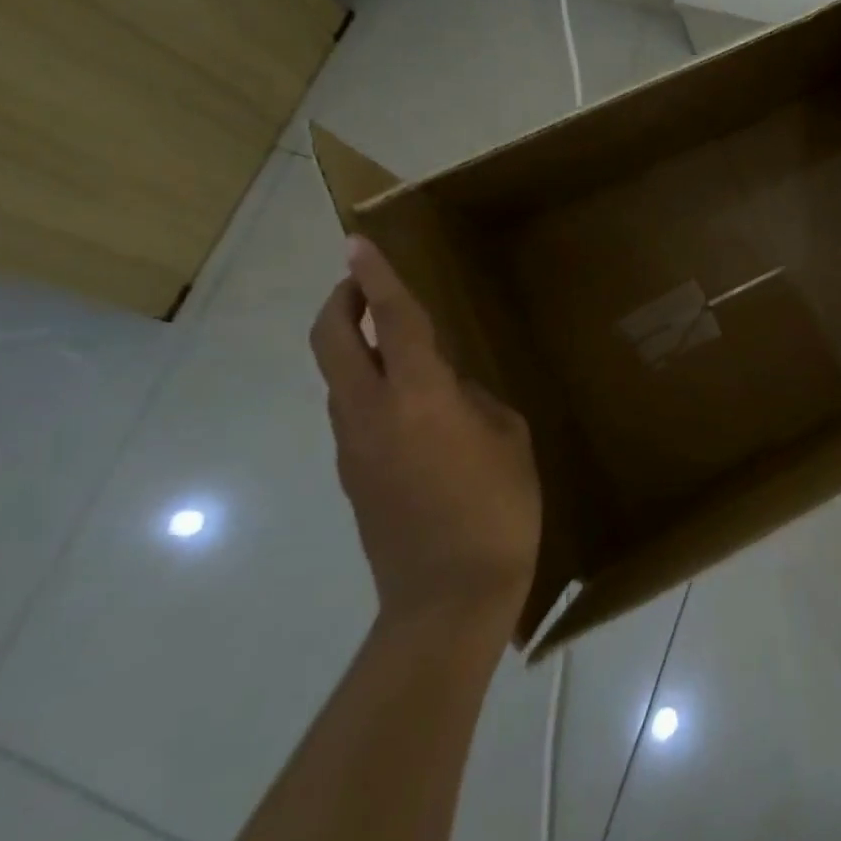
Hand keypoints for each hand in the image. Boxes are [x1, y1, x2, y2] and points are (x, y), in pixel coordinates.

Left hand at [309, 236, 540, 621]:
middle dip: (342, 301)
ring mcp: (353, 446)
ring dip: (353, 345)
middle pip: (332, 341)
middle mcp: (372, 413)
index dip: (378, 277)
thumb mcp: (508, 439)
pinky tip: (412, 402)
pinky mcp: (353, 475)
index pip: (392, 321)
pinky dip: (368, 385)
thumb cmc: (498, 509)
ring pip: (338, 377)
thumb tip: (450, 392)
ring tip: (395, 340)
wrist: (448, 598)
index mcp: (420, 397)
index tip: (358, 242)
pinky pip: (353, 411)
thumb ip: (474, 402)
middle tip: (363, 281)